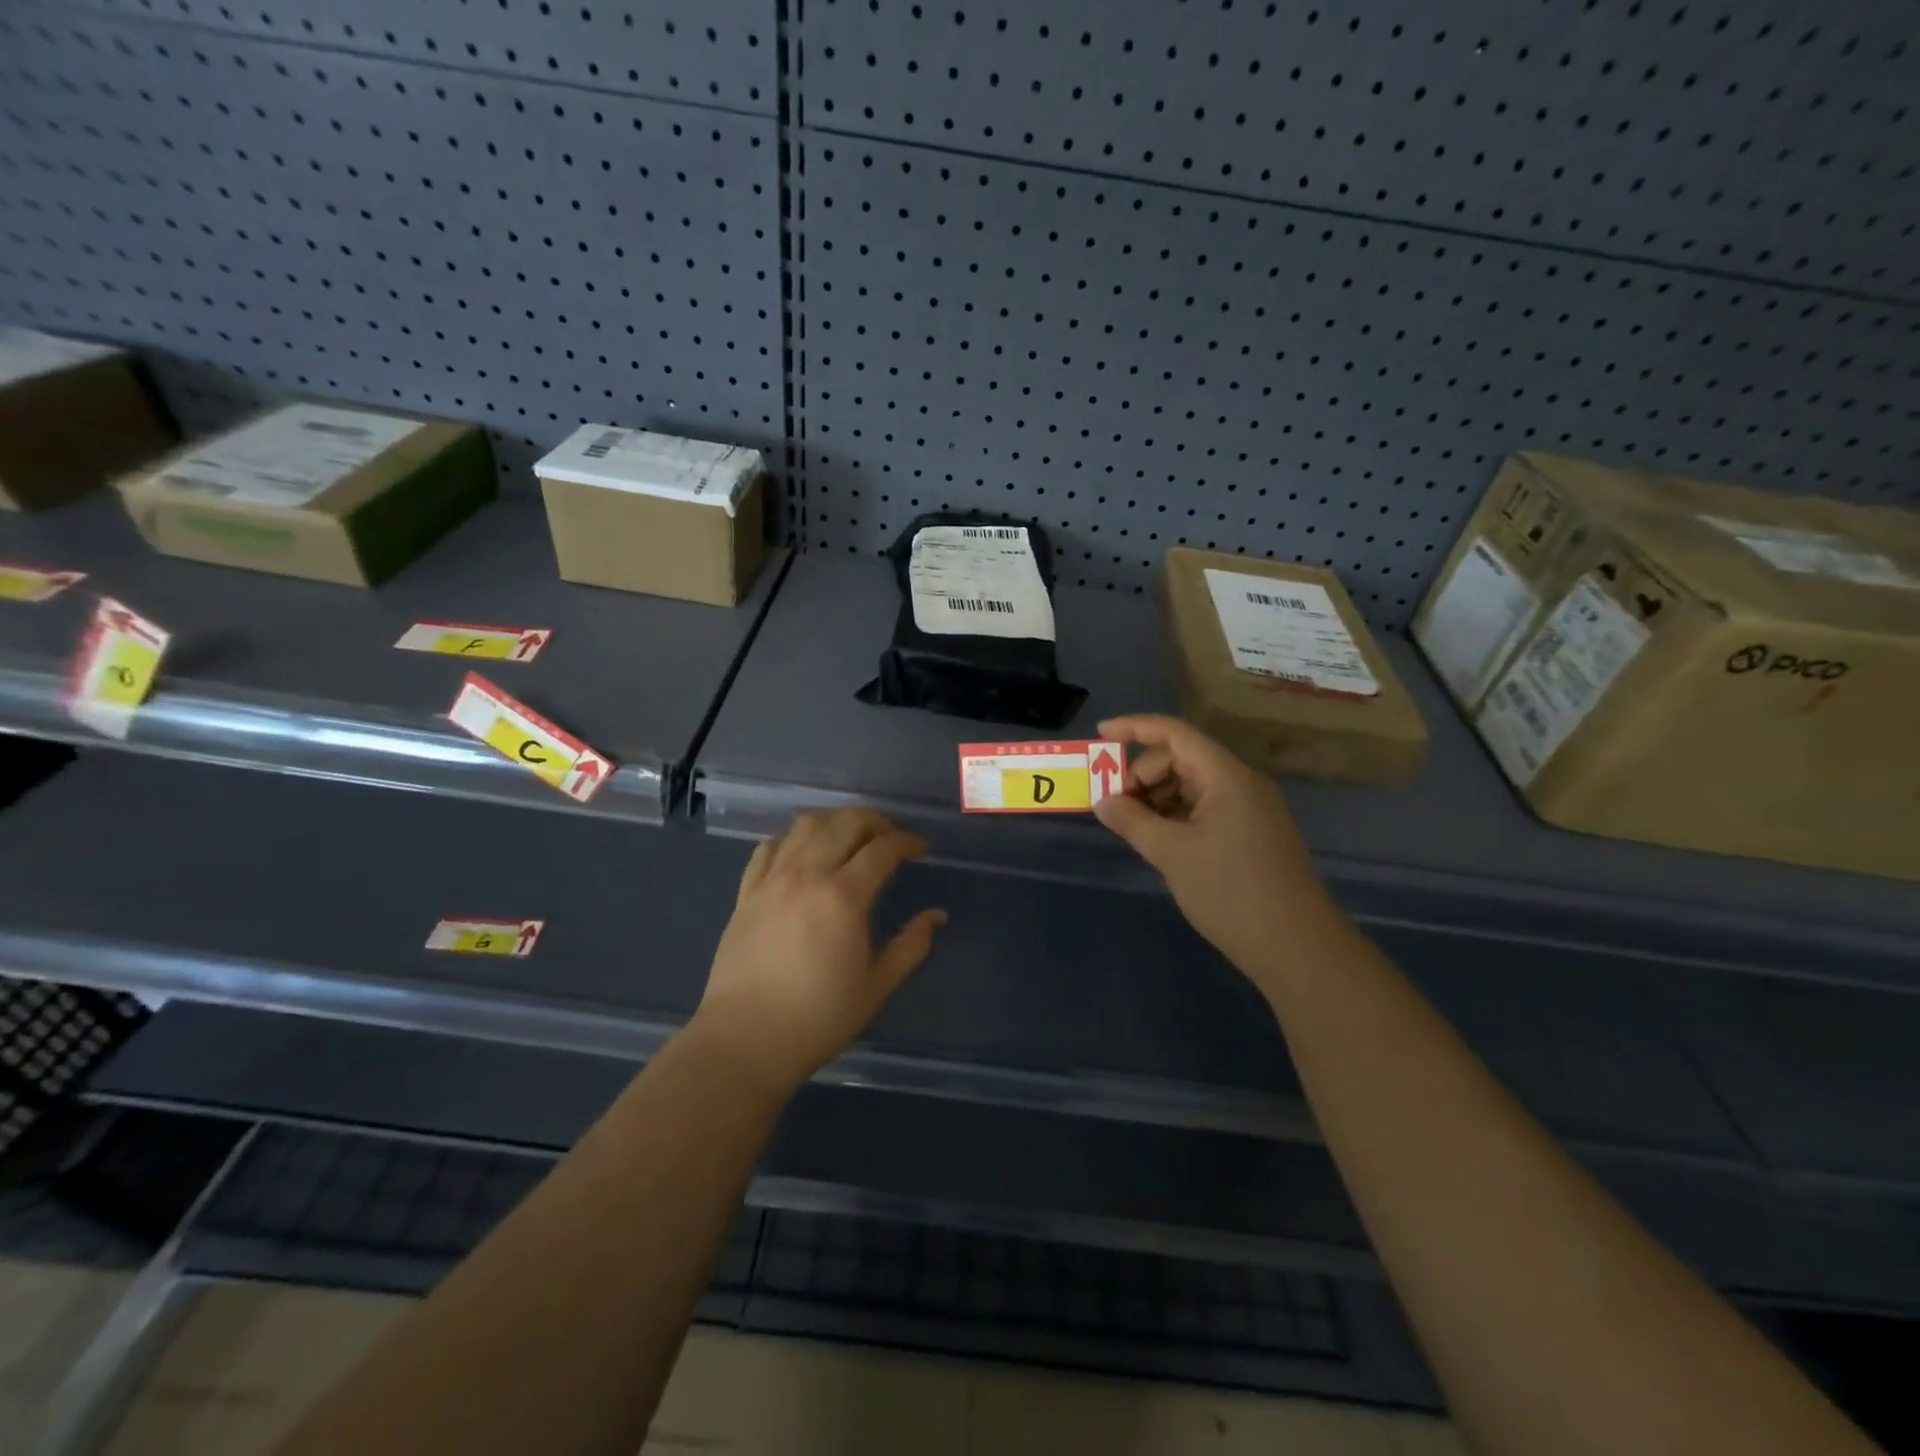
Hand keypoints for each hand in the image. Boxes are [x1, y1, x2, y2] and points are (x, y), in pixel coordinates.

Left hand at [692, 809, 945, 1097]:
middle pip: (845, 822)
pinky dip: (791, 838)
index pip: (883, 848)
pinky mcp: (746, 892)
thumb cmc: (818, 1018)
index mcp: (844, 897)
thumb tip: (936, 916)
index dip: (907, 841)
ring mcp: (772, 880)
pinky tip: (802, 852)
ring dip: (834, 821)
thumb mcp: (877, 987)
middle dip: (875, 821)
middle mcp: (807, 875)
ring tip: (848, 836)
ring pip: (805, 824)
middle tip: (890, 836)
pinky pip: (768, 846)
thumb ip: (911, 946)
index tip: (921, 849)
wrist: (745, 1040)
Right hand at [1093, 714, 1338, 986]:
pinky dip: (1176, 815)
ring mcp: (1249, 808)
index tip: (1100, 735)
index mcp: (1226, 776)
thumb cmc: (1231, 892)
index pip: (1175, 733)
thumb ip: (1132, 820)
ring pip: (1191, 784)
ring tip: (1134, 828)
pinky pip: (1204, 807)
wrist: (1297, 947)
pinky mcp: (1251, 833)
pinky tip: (1159, 840)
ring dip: (1157, 797)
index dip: (1134, 727)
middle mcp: (1240, 783)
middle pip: (1181, 758)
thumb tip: (1102, 801)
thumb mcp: (1171, 854)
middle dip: (1143, 774)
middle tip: (1115, 806)